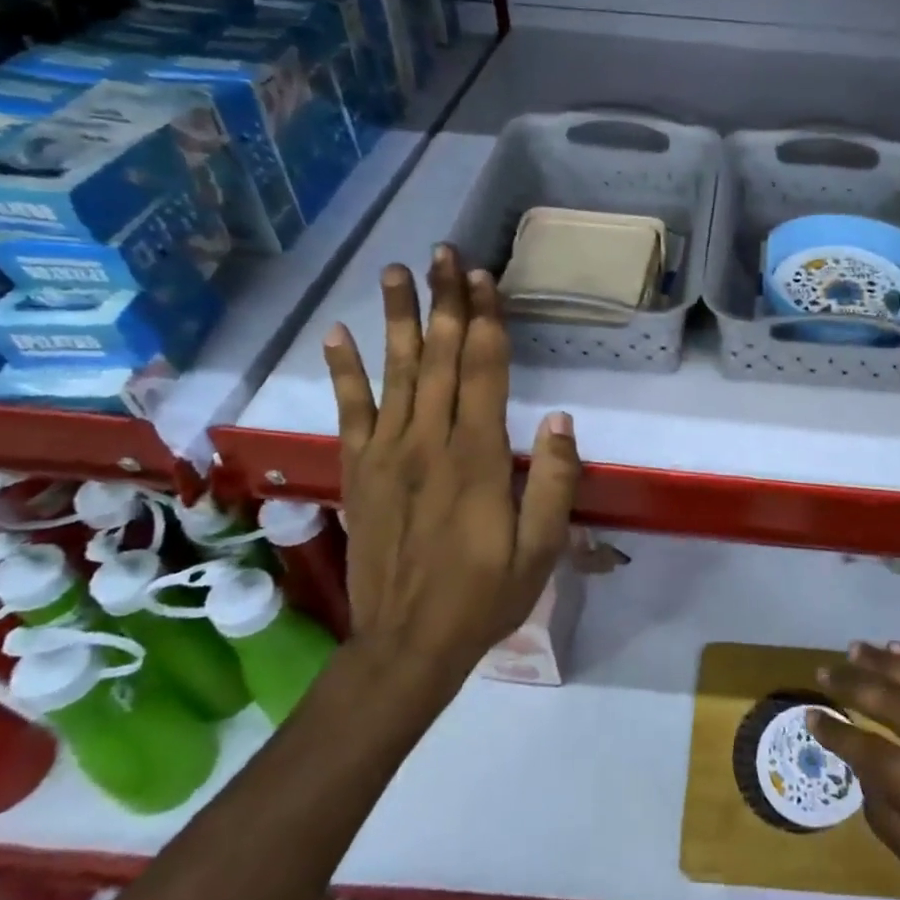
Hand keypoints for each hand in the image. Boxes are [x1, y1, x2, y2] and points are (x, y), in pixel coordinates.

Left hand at [323, 247, 580, 708]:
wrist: (407, 645)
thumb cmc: (486, 595)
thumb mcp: (540, 547)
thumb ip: (552, 480)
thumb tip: (559, 418)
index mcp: (475, 458)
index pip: (482, 371)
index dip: (484, 321)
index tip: (484, 278)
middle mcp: (428, 443)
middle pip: (438, 358)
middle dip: (445, 302)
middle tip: (445, 253)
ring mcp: (387, 455)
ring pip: (395, 373)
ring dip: (398, 319)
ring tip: (397, 272)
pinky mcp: (360, 472)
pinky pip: (350, 413)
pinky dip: (345, 372)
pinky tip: (340, 335)